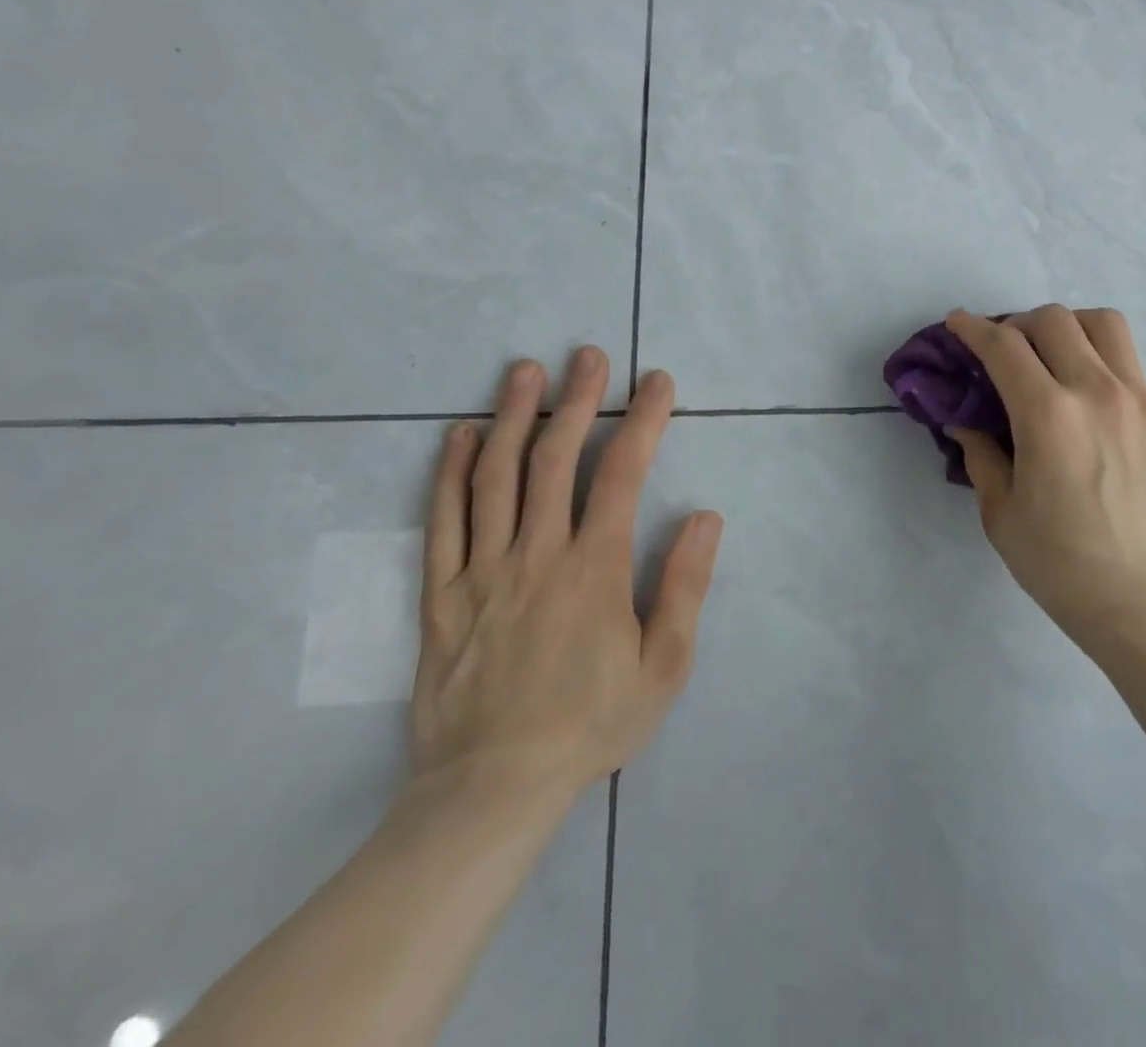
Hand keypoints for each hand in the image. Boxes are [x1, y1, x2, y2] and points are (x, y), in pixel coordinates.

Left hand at [410, 348, 722, 800]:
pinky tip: (462, 435)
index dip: (643, 421)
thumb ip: (684, 586)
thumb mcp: (664, 666)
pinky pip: (443, 522)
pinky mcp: (440, 595)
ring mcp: (481, 572)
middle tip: (588, 355)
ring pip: (497, 478)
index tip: (657, 382)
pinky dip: (452, 473)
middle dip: (577, 401)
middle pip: (555, 460)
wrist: (492, 789)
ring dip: (514, 417)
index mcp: (594, 569)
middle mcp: (537, 555)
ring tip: (526, 371)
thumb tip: (706, 516)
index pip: (622, 475)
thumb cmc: (591, 724)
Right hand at [945, 306, 1145, 663]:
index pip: (1004, 347)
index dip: (973, 328)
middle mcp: (1095, 392)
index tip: (957, 323)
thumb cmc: (1062, 564)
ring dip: (1065, 326)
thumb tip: (963, 420)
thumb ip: (980, 454)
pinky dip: (1096, 350)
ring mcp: (1135, 398)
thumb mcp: (1001, 513)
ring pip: (1101, 322)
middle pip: (1053, 320)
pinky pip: (1126, 356)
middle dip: (1015, 324)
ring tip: (1049, 354)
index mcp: (1048, 416)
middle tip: (1001, 352)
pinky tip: (1081, 387)